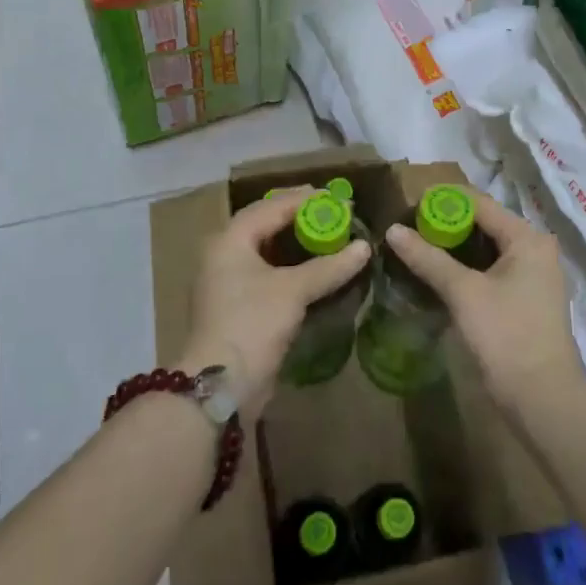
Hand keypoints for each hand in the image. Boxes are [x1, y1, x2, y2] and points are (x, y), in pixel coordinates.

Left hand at [174, 188, 370, 417]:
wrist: (220, 386)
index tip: (336, 198)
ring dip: (296, 242)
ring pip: (267, 250)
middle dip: (299, 216)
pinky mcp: (237, 307)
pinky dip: (291, 266)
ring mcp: (228, 282)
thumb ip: (329, 266)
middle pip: (265, 224)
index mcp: (230, 240)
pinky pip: (267, 274)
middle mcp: (224, 255)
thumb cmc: (252, 324)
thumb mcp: (293, 291)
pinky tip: (314, 270)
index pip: (270, 206)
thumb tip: (364, 247)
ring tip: (328, 236)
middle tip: (333, 212)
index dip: (305, 199)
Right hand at [383, 191, 584, 417]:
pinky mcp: (525, 298)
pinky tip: (438, 273)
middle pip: (484, 224)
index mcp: (527, 238)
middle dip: (447, 224)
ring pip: (487, 248)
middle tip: (408, 227)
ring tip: (417, 246)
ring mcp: (533, 275)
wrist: (543, 399)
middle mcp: (535, 249)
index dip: (444, 201)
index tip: (409, 205)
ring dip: (454, 247)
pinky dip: (466, 267)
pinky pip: (491, 269)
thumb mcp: (463, 293)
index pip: (480, 204)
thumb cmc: (506, 335)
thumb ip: (428, 258)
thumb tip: (392, 230)